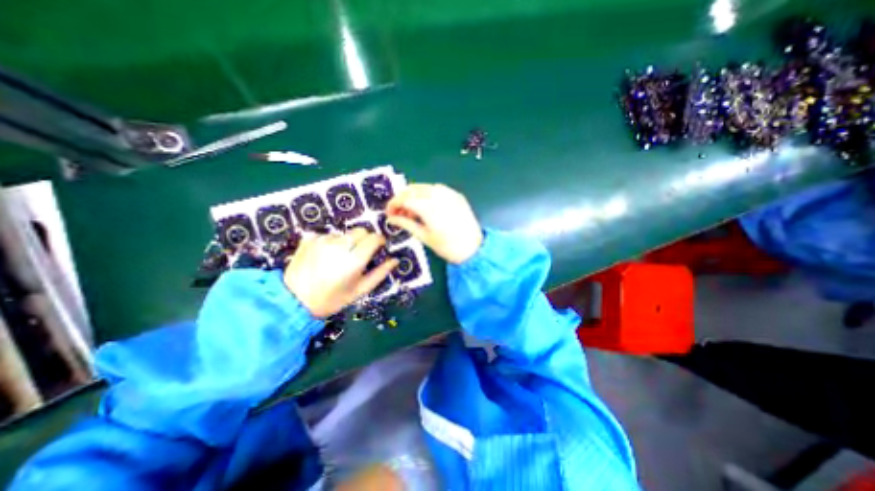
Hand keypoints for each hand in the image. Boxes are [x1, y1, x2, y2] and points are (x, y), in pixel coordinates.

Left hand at [284, 228, 398, 317]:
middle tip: (359, 254)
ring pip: (345, 233)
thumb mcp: (360, 290)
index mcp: (354, 260)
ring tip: (339, 258)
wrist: (294, 301)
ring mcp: (323, 240)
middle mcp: (340, 246)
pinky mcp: (310, 239)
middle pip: (361, 231)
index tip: (379, 247)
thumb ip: (380, 273)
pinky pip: (328, 235)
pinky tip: (325, 256)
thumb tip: (395, 260)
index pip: (374, 238)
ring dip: (347, 242)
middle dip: (365, 239)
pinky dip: (331, 243)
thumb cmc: (332, 299)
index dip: (379, 241)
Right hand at [386, 182, 480, 264]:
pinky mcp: (456, 194)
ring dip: (413, 196)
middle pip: (412, 189)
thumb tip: (391, 218)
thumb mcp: (424, 236)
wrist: (474, 249)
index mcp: (428, 206)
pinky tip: (426, 208)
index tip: (389, 213)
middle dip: (402, 199)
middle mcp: (438, 194)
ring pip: (423, 187)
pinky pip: (436, 189)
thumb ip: (406, 223)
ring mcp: (449, 192)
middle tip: (398, 213)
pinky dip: (426, 195)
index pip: (404, 198)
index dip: (393, 204)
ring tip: (412, 212)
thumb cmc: (448, 246)